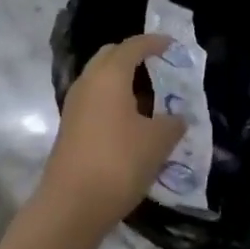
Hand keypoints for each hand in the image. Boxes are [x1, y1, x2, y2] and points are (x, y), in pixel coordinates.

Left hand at [38, 34, 185, 233]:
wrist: (71, 206)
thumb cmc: (118, 163)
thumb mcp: (157, 142)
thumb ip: (172, 123)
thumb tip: (178, 117)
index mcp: (109, 76)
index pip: (133, 46)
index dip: (154, 42)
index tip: (172, 45)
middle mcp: (88, 82)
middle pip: (111, 56)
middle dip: (134, 56)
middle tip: (159, 66)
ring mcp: (75, 105)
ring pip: (100, 79)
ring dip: (123, 80)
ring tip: (150, 96)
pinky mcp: (70, 128)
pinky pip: (95, 100)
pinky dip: (114, 100)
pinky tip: (132, 121)